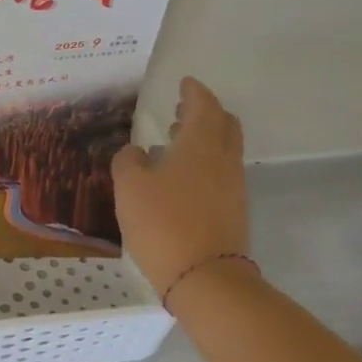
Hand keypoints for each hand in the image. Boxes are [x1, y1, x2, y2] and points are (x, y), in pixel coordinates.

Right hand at [111, 77, 250, 294]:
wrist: (205, 278)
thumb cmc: (163, 223)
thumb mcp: (130, 187)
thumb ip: (128, 161)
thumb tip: (136, 152)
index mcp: (200, 143)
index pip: (204, 105)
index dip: (194, 91)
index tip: (184, 83)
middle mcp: (223, 159)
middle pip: (224, 124)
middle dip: (205, 112)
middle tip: (181, 111)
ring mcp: (233, 186)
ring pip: (224, 149)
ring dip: (204, 139)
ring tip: (175, 142)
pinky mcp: (233, 211)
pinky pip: (221, 173)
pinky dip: (204, 163)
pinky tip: (180, 177)